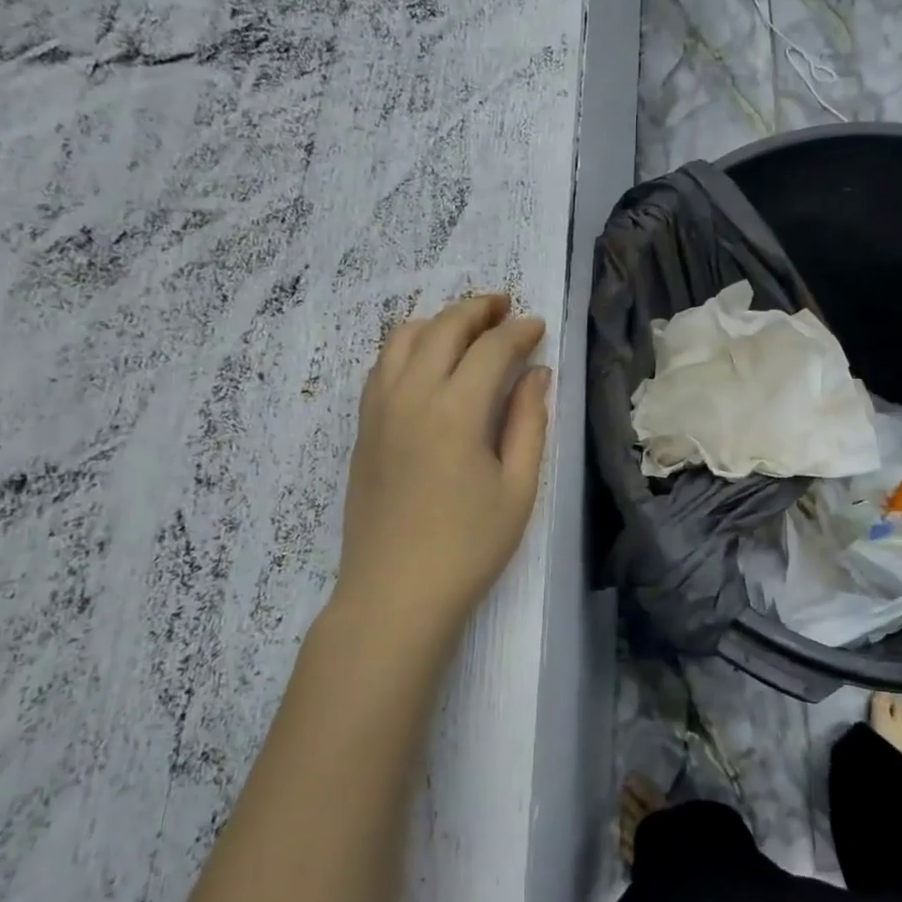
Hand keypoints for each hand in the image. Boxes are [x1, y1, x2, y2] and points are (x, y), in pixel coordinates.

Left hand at [330, 295, 550, 652]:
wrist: (394, 593)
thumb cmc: (468, 548)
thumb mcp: (517, 488)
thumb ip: (529, 422)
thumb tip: (536, 373)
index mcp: (455, 411)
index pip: (490, 349)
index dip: (518, 331)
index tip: (538, 326)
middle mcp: (410, 396)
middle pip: (442, 327)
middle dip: (477, 309)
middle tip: (504, 307)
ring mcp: (378, 410)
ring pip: (403, 338)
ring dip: (438, 321)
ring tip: (466, 328)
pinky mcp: (363, 428)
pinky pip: (381, 366)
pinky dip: (408, 347)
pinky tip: (427, 363)